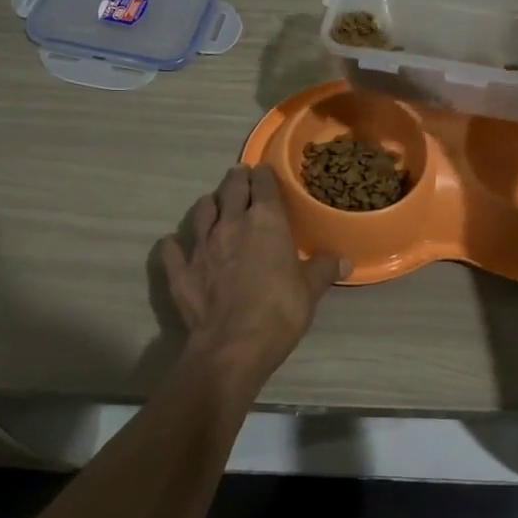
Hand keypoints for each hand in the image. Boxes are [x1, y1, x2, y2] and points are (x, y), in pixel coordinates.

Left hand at [162, 165, 344, 384]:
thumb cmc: (280, 311)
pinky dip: (175, 245)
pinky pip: (172, 249)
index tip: (264, 172)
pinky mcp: (180, 270)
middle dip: (236, 179)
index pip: (263, 184)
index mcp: (265, 221)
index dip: (264, 175)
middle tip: (240, 176)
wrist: (233, 346)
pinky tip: (176, 245)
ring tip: (213, 205)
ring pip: (201, 211)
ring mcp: (201, 245)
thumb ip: (324, 269)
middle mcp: (231, 223)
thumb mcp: (311, 290)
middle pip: (231, 189)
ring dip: (209, 205)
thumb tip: (345, 260)